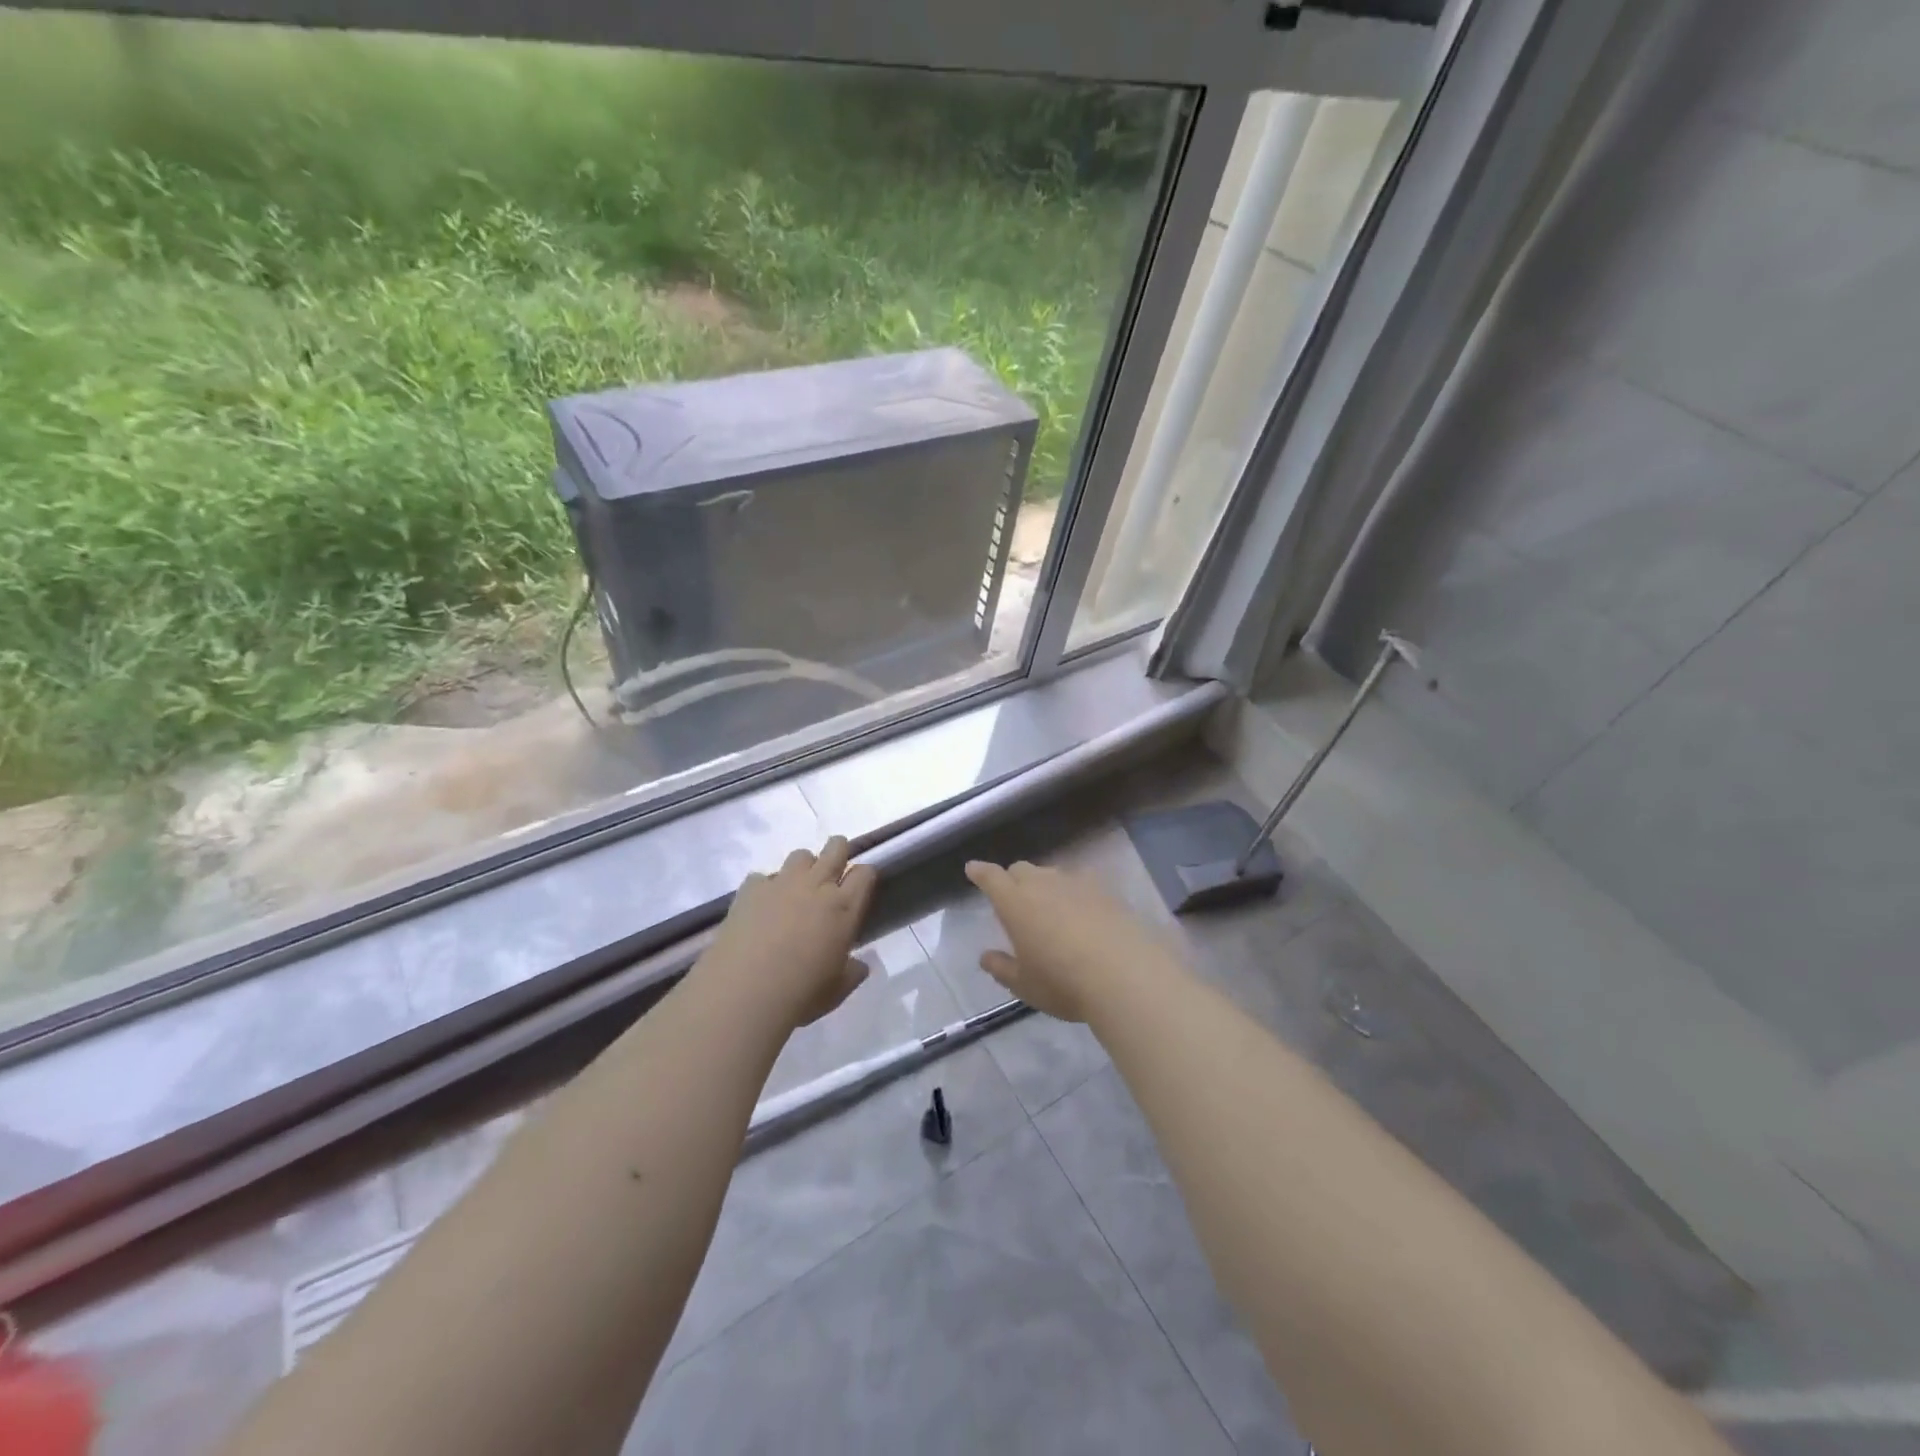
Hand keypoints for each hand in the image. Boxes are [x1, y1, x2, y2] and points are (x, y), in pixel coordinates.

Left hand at [699, 837, 877, 1030]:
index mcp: (845, 908)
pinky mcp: (750, 889)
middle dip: (838, 851)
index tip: (859, 887)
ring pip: (800, 855)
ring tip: (796, 890)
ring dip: (803, 867)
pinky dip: (765, 887)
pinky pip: (762, 877)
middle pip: (835, 848)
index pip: (865, 873)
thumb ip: (852, 973)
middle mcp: (817, 886)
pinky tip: (761, 907)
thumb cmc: (801, 994)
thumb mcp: (836, 991)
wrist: (744, 992)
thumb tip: (860, 966)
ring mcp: (782, 883)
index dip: (864, 876)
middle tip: (833, 872)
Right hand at [964, 859, 1175, 1022]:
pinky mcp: (1106, 890)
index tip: (973, 869)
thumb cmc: (1064, 983)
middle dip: (1012, 880)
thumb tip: (985, 957)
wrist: (1127, 975)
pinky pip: (1081, 883)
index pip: (991, 877)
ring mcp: (1077, 883)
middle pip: (1021, 870)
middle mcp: (1043, 883)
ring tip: (1051, 911)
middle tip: (1014, 902)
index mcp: (1015, 902)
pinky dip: (1074, 894)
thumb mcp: (1025, 985)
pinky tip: (1083, 914)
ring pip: (1052, 874)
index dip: (980, 872)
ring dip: (1044, 886)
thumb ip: (1002, 968)